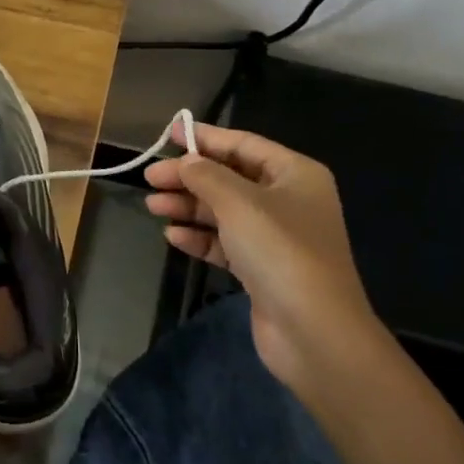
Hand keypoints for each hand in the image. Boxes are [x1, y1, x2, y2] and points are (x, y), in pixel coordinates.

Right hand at [144, 120, 383, 387]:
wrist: (313, 330)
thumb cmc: (279, 251)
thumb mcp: (238, 202)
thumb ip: (206, 175)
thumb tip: (186, 161)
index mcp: (295, 174)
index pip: (244, 144)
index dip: (205, 137)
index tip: (168, 133)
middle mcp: (288, 200)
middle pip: (230, 178)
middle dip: (189, 177)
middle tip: (150, 178)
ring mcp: (275, 237)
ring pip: (223, 211)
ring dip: (188, 206)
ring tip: (153, 206)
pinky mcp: (262, 268)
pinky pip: (225, 242)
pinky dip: (200, 237)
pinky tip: (173, 237)